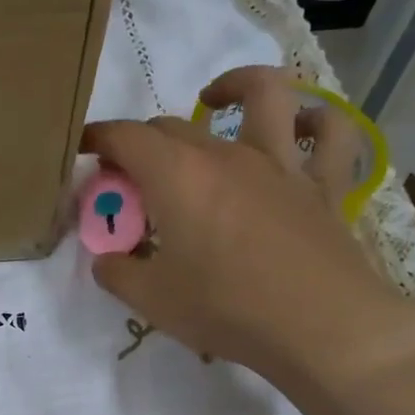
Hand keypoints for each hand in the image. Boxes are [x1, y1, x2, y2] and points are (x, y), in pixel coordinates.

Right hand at [86, 65, 414, 394]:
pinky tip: (301, 127)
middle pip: (174, 125)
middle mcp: (226, 155)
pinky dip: (316, 121)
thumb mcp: (151, 300)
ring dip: (237, 87)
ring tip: (216, 102)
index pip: (126, 137)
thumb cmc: (225, 308)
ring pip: (265, 95)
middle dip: (141, 140)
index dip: (98, 138)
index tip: (84, 151)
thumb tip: (106, 260)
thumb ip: (118, 273)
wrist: (319, 327)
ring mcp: (281, 164)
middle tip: (130, 174)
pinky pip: (330, 134)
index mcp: (177, 176)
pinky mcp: (324, 185)